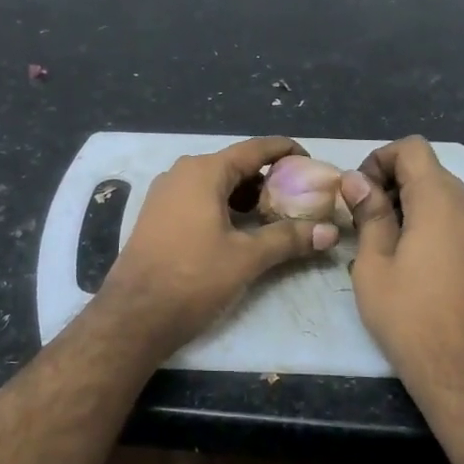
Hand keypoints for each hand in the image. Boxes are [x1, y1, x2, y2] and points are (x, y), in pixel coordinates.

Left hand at [98, 136, 338, 357]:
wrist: (134, 314)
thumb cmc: (193, 277)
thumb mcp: (246, 258)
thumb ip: (288, 239)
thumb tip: (329, 232)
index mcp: (203, 171)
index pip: (254, 149)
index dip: (285, 151)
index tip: (311, 162)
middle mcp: (181, 173)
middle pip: (235, 165)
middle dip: (268, 179)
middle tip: (299, 197)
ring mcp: (165, 193)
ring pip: (216, 184)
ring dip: (246, 196)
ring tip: (275, 216)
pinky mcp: (157, 215)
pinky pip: (198, 199)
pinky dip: (224, 207)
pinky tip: (241, 230)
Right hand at [343, 136, 463, 396]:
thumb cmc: (410, 317)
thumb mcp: (374, 265)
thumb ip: (369, 215)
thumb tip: (356, 180)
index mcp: (441, 202)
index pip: (412, 149)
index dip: (379, 159)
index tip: (357, 192)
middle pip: (429, 170)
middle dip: (391, 181)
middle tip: (362, 218)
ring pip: (444, 195)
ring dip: (410, 203)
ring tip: (381, 240)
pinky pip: (457, 220)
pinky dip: (430, 222)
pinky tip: (409, 258)